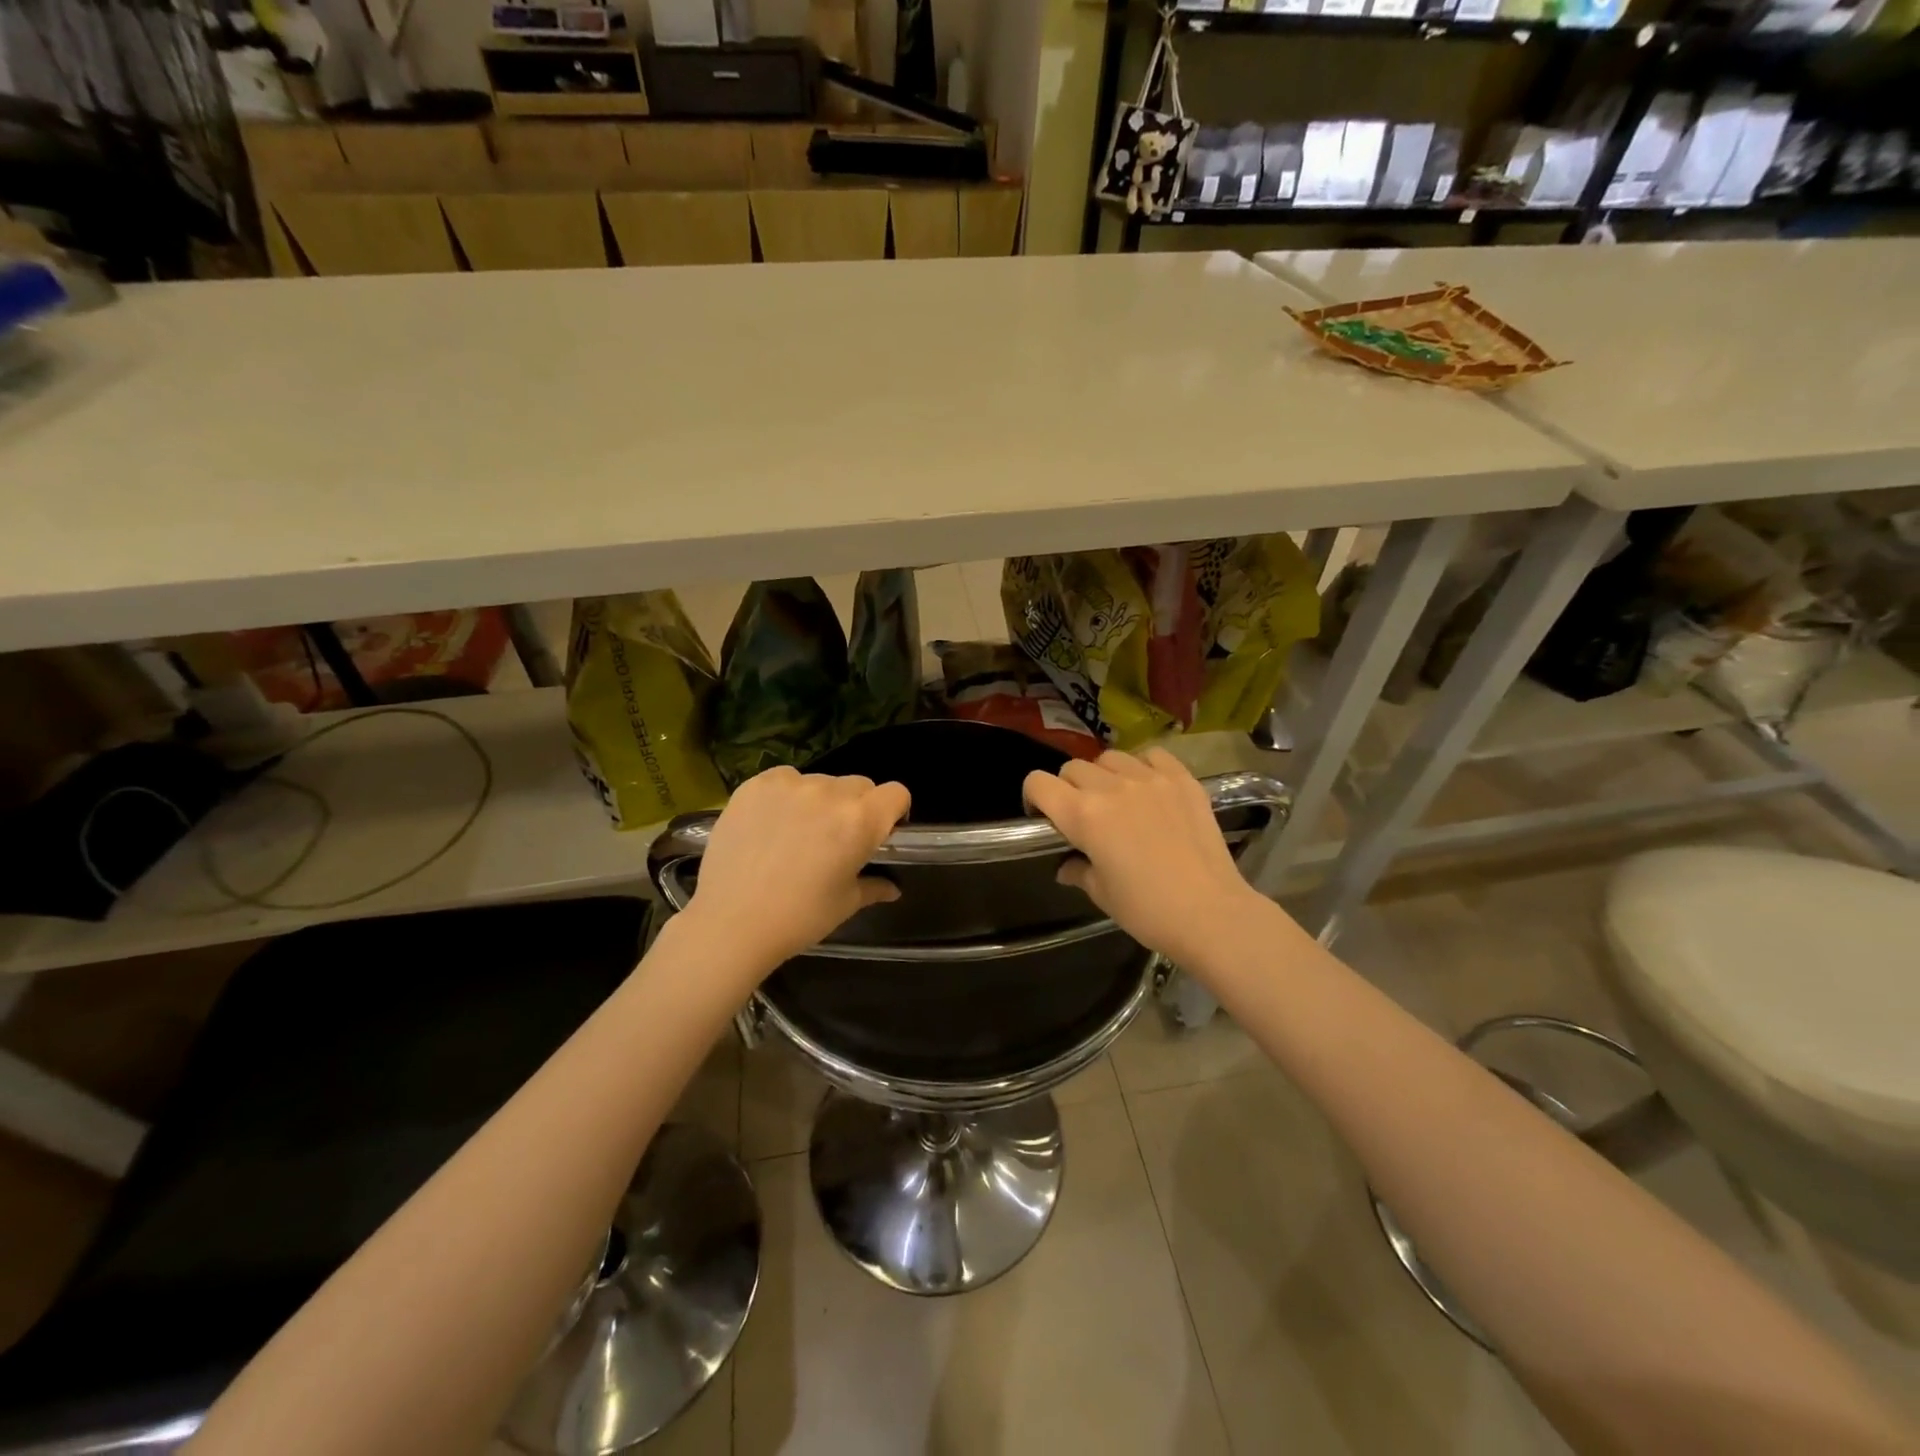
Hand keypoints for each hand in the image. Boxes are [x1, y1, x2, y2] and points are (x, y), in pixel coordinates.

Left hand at [679, 766, 909, 973]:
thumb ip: (873, 886)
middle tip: (836, 838)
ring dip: (820, 801)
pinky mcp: (756, 785)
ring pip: (821, 782)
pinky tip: (771, 824)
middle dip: (857, 807)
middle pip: (859, 785)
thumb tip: (893, 889)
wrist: (730, 923)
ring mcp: (790, 785)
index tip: (880, 832)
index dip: (893, 811)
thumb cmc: (799, 918)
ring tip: (797, 833)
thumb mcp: (844, 904)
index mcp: (861, 820)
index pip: (896, 793)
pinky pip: (784, 779)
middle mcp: (830, 792)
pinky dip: (785, 795)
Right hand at [1023, 748, 1264, 967]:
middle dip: (1068, 787)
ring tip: (1117, 798)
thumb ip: (1078, 871)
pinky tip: (1148, 787)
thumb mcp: (1102, 894)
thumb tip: (1066, 865)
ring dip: (1104, 774)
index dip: (1033, 797)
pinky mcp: (1182, 779)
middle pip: (1073, 768)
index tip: (1044, 816)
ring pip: (1110, 757)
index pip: (1038, 783)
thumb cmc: (1147, 910)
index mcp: (1083, 815)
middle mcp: (1111, 787)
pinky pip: (1152, 755)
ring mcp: (1149, 779)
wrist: (1210, 913)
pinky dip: (1143, 765)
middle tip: (1082, 814)